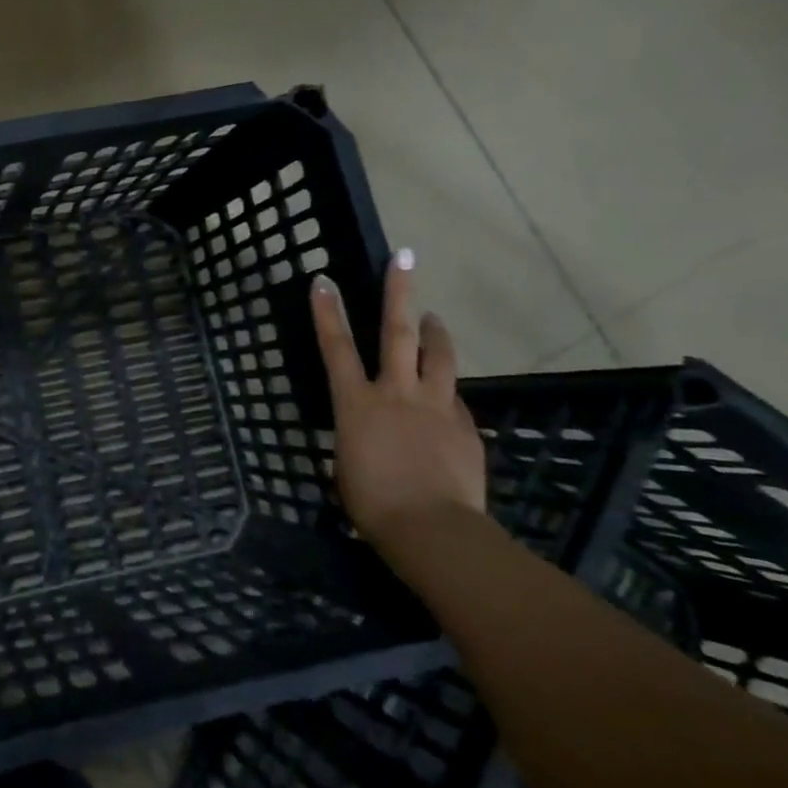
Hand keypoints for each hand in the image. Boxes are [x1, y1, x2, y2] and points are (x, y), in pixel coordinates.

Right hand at [310, 251, 486, 546]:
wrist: (432, 529)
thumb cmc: (371, 502)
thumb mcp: (345, 466)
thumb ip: (354, 439)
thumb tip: (362, 434)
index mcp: (356, 403)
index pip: (336, 347)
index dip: (327, 312)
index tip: (324, 280)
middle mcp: (395, 393)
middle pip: (397, 333)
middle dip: (398, 292)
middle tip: (404, 258)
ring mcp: (435, 407)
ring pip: (438, 357)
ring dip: (435, 332)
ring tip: (434, 317)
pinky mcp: (464, 427)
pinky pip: (453, 399)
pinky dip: (445, 392)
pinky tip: (444, 397)